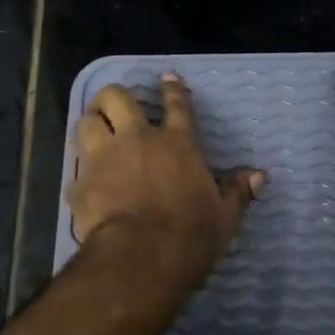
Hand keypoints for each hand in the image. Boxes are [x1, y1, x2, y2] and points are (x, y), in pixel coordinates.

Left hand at [68, 75, 264, 290]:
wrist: (142, 256)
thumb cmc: (191, 234)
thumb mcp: (225, 215)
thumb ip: (238, 192)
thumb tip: (260, 176)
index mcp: (178, 144)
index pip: (177, 105)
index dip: (172, 89)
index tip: (166, 77)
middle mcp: (138, 140)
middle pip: (117, 98)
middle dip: (114, 96)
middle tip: (116, 106)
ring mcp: (104, 159)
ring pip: (86, 123)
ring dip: (90, 125)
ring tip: (94, 132)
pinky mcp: (81, 184)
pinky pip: (74, 171)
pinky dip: (79, 175)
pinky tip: (83, 185)